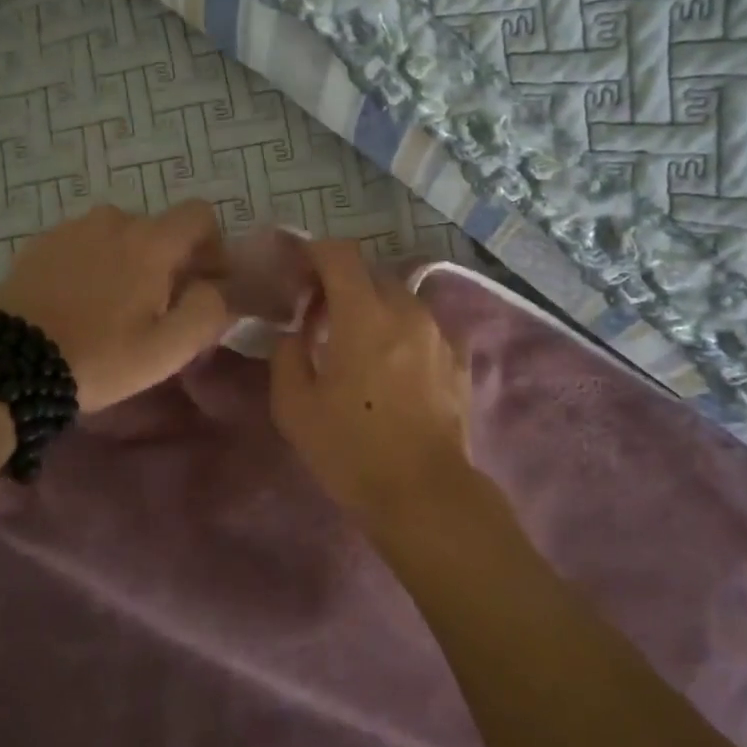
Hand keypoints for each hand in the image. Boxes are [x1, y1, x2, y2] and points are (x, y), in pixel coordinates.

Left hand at [0, 202, 234, 411]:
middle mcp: (113, 221)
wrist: (9, 364)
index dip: (212, 245)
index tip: (204, 282)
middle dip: (168, 261)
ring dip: (128, 261)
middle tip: (157, 308)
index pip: (200, 214)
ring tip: (113, 307)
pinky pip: (83, 245)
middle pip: (158, 229)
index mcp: (150, 241)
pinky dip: (92, 265)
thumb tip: (218, 289)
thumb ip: (208, 311)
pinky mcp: (40, 244)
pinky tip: (79, 303)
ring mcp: (71, 229)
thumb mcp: (167, 349)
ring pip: (119, 236)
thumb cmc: (100, 357)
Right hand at [269, 239, 471, 521]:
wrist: (424, 494)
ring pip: (400, 297)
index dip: (314, 252)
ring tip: (357, 341)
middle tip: (319, 313)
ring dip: (373, 306)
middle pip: (371, 272)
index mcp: (364, 315)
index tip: (297, 271)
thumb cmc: (351, 451)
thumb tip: (296, 333)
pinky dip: (402, 330)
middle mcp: (407, 311)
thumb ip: (287, 355)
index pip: (340, 254)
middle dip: (341, 282)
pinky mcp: (459, 358)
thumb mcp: (295, 407)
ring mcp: (439, 333)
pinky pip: (424, 325)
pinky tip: (393, 363)